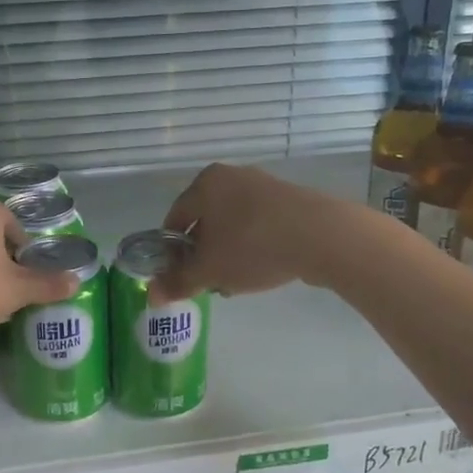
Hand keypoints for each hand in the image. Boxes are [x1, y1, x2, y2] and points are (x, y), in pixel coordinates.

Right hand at [153, 163, 329, 301]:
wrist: (322, 236)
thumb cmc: (252, 246)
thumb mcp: (209, 270)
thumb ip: (178, 282)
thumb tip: (151, 295)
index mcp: (204, 183)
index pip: (174, 219)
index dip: (171, 252)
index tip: (178, 277)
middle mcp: (232, 176)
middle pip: (205, 221)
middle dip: (202, 254)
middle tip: (208, 282)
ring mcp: (264, 185)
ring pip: (233, 225)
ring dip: (228, 253)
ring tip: (236, 281)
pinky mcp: (290, 200)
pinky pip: (260, 225)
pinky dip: (254, 246)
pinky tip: (263, 269)